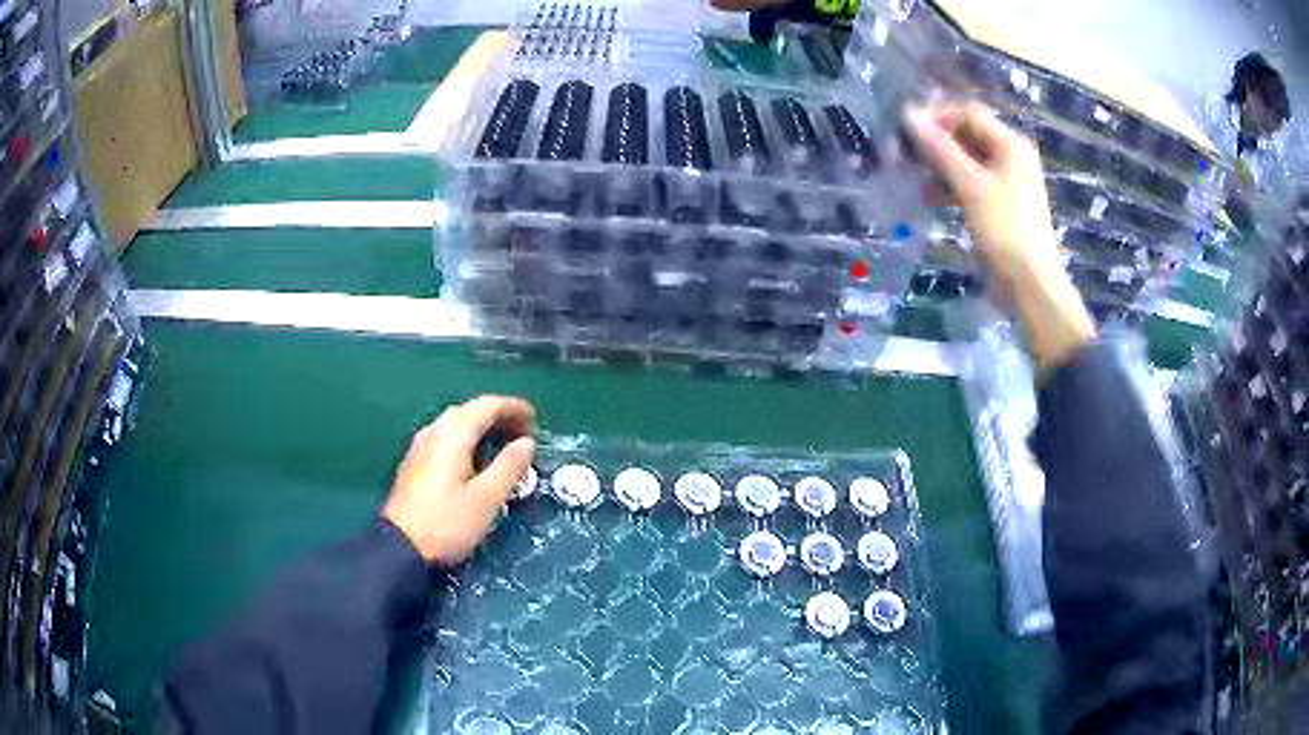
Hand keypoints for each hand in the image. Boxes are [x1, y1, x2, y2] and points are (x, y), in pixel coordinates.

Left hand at [382, 396, 535, 565]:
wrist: (399, 547)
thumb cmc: (447, 523)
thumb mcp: (487, 498)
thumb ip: (509, 466)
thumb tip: (526, 443)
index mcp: (453, 434)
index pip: (488, 405)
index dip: (515, 408)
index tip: (536, 421)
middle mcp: (434, 431)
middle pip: (470, 410)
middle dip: (500, 416)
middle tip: (524, 435)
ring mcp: (420, 446)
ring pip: (456, 424)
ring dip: (483, 428)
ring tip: (504, 447)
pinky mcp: (415, 463)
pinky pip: (446, 438)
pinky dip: (467, 440)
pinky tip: (476, 461)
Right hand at [903, 101, 1095, 371]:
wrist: (1030, 285)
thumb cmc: (1004, 230)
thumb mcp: (970, 186)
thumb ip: (939, 149)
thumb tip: (908, 115)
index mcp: (1010, 144)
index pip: (967, 113)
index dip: (936, 116)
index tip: (907, 132)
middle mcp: (1010, 156)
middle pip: (967, 135)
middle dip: (936, 143)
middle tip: (907, 156)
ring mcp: (1007, 182)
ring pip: (967, 160)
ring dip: (941, 166)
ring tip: (918, 181)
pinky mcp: (1000, 205)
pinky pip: (972, 183)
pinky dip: (952, 186)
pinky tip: (933, 198)